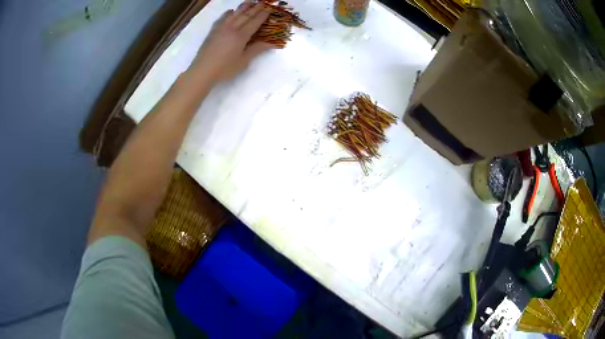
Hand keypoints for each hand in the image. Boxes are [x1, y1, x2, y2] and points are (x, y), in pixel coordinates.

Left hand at [188, 0, 272, 83]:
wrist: (203, 71)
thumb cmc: (225, 69)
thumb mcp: (244, 61)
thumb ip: (256, 50)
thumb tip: (271, 43)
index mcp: (241, 36)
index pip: (254, 22)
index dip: (262, 15)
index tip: (269, 9)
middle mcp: (232, 29)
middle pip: (245, 15)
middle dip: (255, 8)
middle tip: (262, 2)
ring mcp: (221, 29)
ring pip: (234, 14)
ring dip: (242, 7)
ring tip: (249, 1)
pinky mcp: (213, 32)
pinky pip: (221, 19)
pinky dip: (227, 14)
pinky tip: (230, 11)